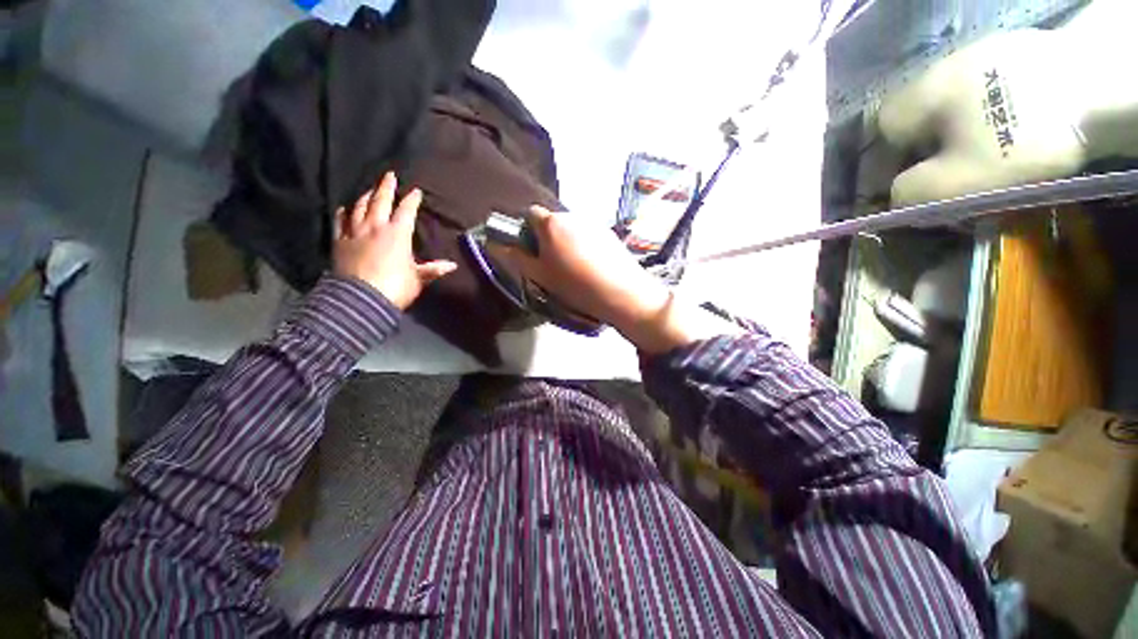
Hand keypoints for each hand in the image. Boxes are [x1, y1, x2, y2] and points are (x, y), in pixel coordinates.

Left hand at [333, 172, 455, 308]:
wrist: (361, 298)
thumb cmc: (395, 287)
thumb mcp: (419, 278)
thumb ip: (433, 269)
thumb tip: (453, 265)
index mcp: (397, 234)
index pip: (406, 211)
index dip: (412, 200)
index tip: (416, 191)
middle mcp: (376, 227)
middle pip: (380, 201)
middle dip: (386, 187)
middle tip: (389, 175)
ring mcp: (355, 233)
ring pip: (360, 208)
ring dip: (366, 196)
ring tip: (370, 190)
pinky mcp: (340, 242)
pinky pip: (341, 222)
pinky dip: (344, 213)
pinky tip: (345, 209)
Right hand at [495, 206, 741, 352]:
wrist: (621, 292)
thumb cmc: (575, 285)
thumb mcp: (540, 275)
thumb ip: (515, 257)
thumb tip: (493, 242)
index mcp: (552, 223)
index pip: (529, 213)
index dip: (525, 230)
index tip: (530, 251)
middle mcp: (572, 216)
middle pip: (551, 221)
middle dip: (546, 238)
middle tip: (551, 264)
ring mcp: (593, 223)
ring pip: (570, 229)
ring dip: (565, 242)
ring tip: (573, 268)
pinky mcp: (609, 233)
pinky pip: (587, 235)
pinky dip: (582, 246)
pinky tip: (590, 267)